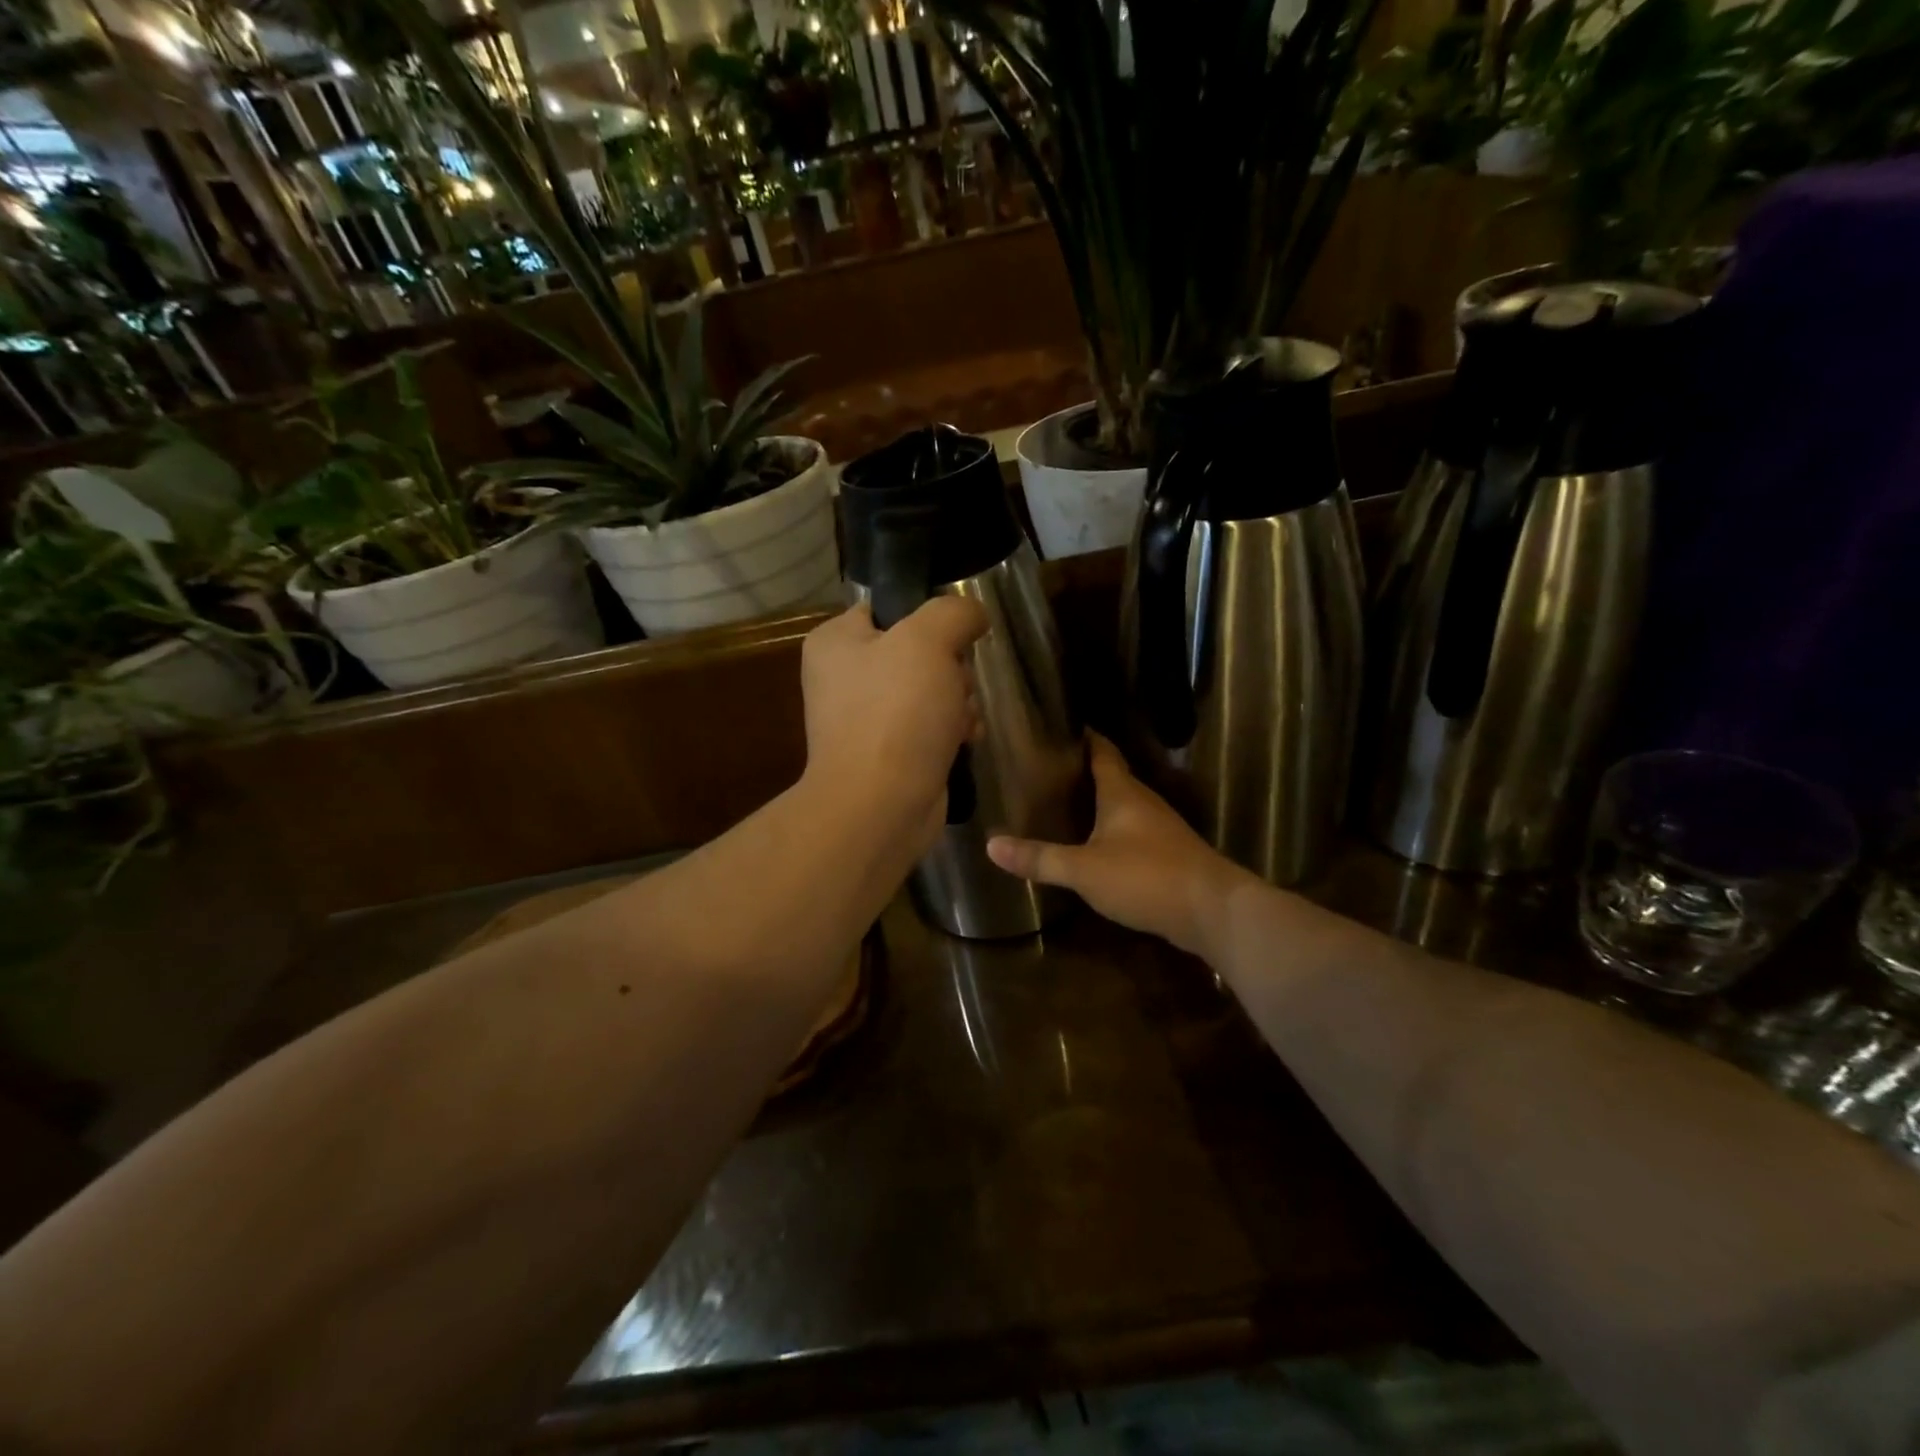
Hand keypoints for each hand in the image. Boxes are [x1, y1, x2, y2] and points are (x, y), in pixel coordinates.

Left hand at [800, 598, 987, 851]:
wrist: (881, 805)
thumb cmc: (896, 713)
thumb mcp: (927, 640)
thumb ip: (953, 612)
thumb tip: (972, 614)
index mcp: (836, 642)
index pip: (887, 609)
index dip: (927, 618)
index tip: (954, 635)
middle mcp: (844, 678)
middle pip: (917, 652)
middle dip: (951, 669)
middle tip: (956, 685)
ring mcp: (866, 720)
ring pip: (931, 691)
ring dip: (958, 701)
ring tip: (962, 720)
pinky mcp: (890, 755)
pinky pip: (931, 728)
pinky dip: (952, 732)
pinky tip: (965, 742)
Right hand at [987, 734, 1253, 959]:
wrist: (1213, 911)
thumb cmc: (1146, 876)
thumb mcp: (1084, 869)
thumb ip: (1039, 858)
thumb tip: (990, 844)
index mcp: (1123, 793)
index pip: (1103, 752)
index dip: (1086, 737)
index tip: (1064, 725)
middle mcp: (1144, 803)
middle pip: (1114, 777)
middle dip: (1085, 772)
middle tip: (1049, 769)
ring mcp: (1161, 829)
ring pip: (1125, 807)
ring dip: (1101, 803)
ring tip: (1067, 804)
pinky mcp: (1170, 856)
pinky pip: (1134, 833)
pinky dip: (1114, 832)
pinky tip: (1097, 846)